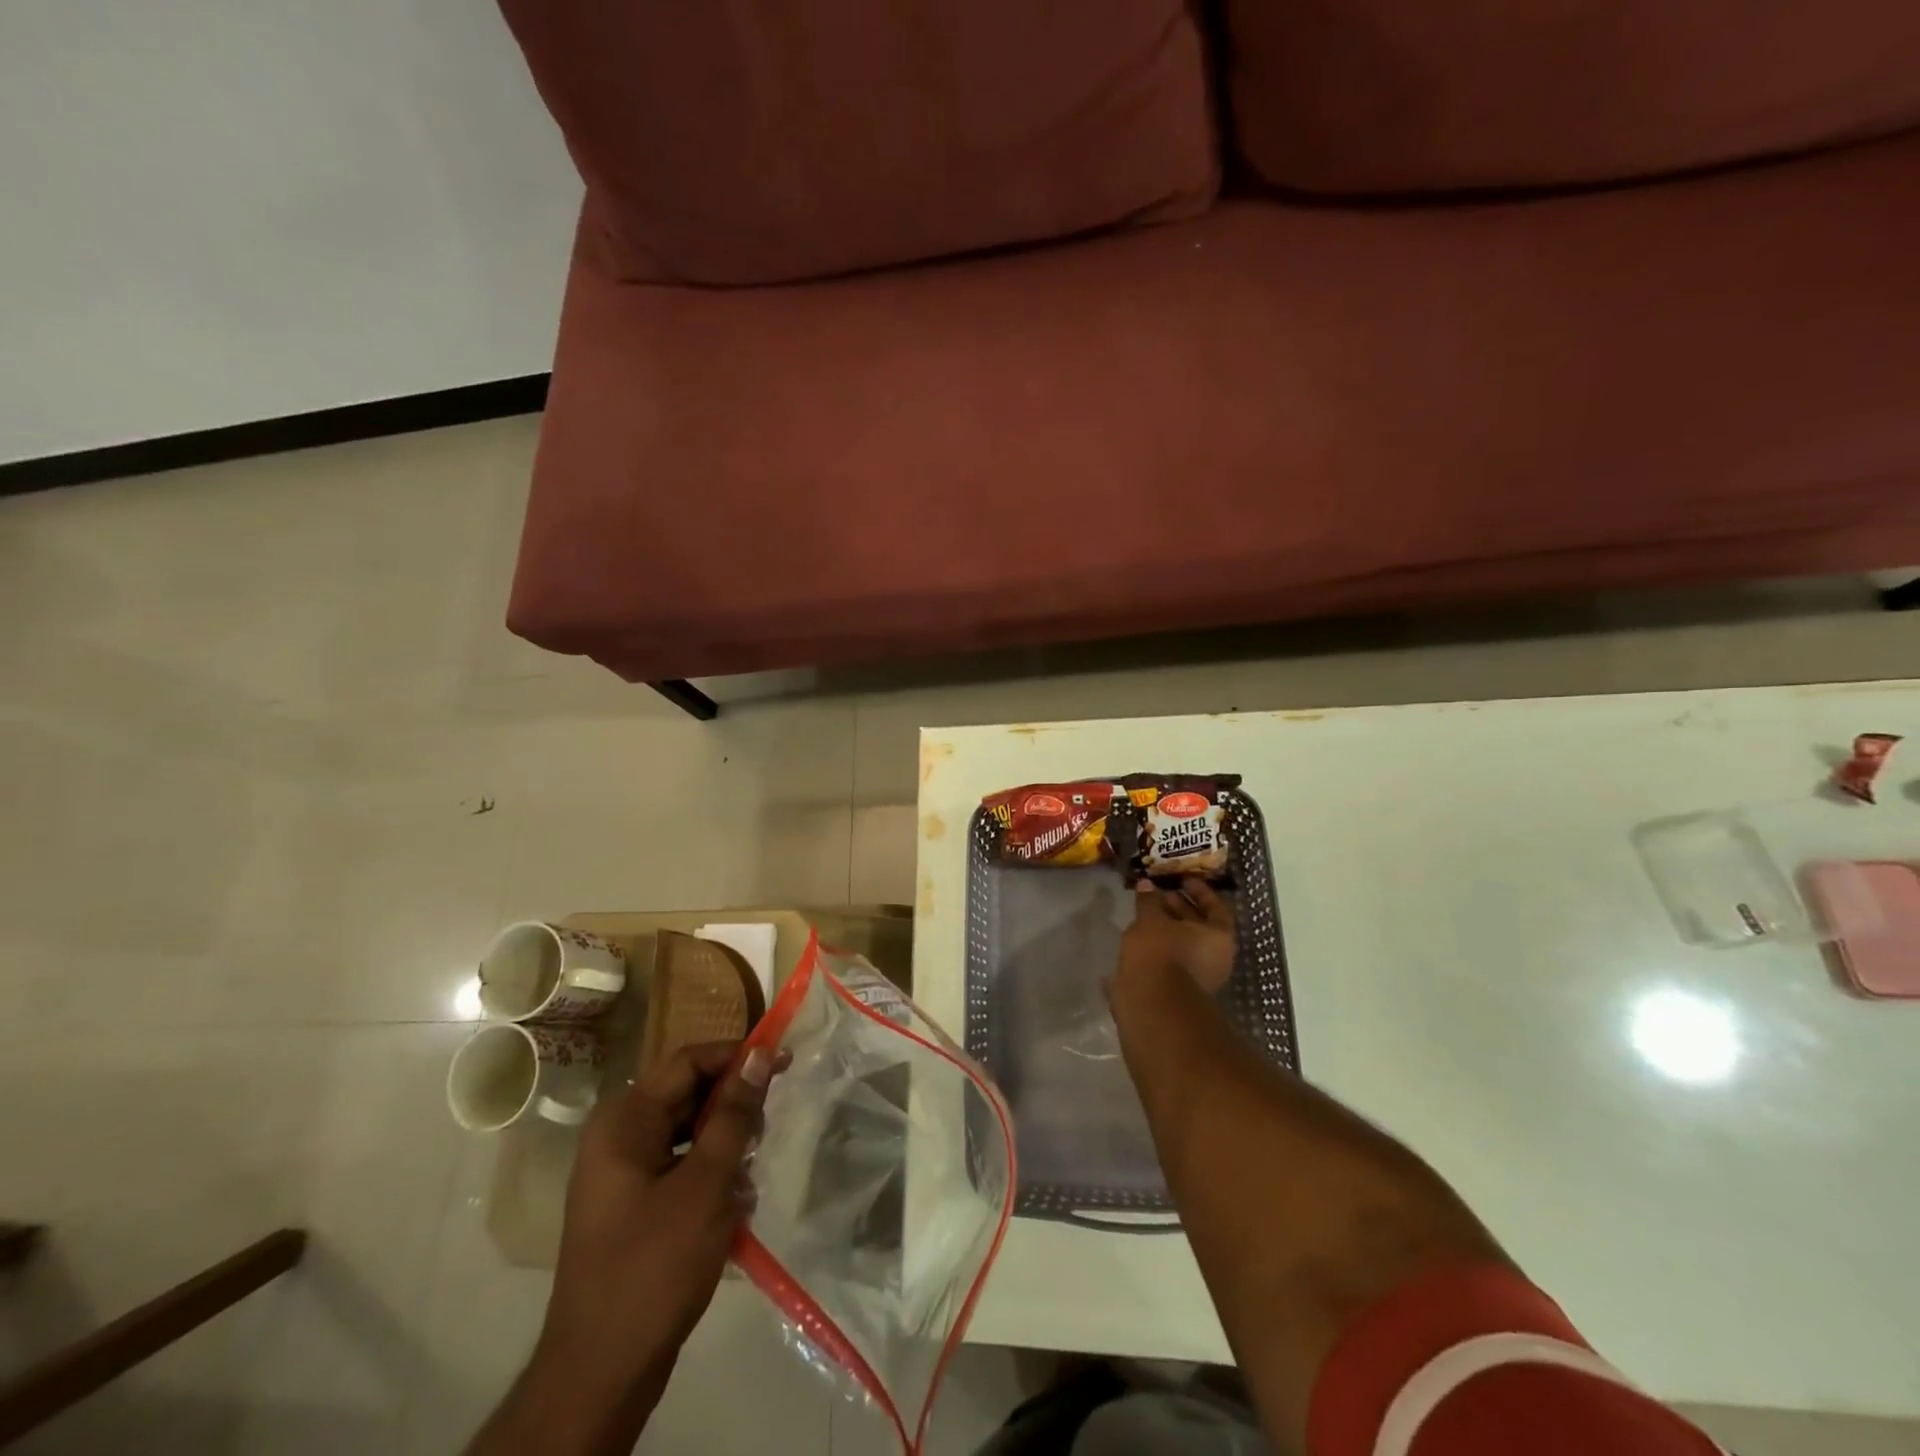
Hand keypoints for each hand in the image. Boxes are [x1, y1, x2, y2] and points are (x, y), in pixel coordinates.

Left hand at [542, 1041, 775, 1409]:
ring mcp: (622, 1173)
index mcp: (624, 1120)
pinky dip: (710, 1175)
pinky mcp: (634, 1205)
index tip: (783, 1062)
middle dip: (732, 1107)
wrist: (600, 1375)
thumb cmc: (654, 1266)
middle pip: (687, 1095)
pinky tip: (734, 1205)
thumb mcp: (706, 1183)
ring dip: (725, 1145)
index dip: (736, 1056)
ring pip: (688, 1132)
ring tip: (748, 1175)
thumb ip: (734, 1114)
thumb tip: (760, 1054)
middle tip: (767, 1126)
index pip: (688, 1061)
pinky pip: (680, 1167)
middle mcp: (618, 1136)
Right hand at [1119, 878, 1235, 994]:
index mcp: (1220, 937)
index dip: (1200, 891)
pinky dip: (1160, 947)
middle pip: (1201, 927)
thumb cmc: (1160, 952)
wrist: (1152, 1005)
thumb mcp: (1151, 920)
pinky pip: (1173, 960)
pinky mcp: (1180, 991)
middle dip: (1180, 909)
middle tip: (1160, 895)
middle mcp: (1217, 958)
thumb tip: (1146, 884)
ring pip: (1185, 945)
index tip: (1183, 880)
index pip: (1216, 907)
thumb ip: (1149, 901)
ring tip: (1145, 916)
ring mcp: (1200, 977)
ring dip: (1168, 929)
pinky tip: (1139, 939)